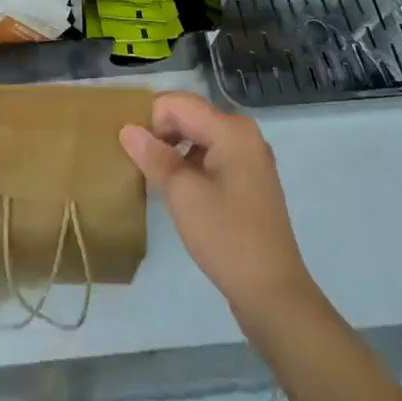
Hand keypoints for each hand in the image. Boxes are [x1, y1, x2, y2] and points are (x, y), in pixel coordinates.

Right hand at [120, 91, 314, 314]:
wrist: (274, 297)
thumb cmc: (227, 238)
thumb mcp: (183, 194)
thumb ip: (153, 156)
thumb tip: (127, 129)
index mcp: (231, 129)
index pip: (176, 103)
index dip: (150, 121)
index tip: (136, 153)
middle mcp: (243, 134)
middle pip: (189, 116)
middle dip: (161, 134)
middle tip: (141, 165)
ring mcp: (249, 158)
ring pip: (199, 137)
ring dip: (174, 150)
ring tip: (156, 178)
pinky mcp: (249, 181)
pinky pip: (211, 157)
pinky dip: (191, 165)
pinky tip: (179, 192)